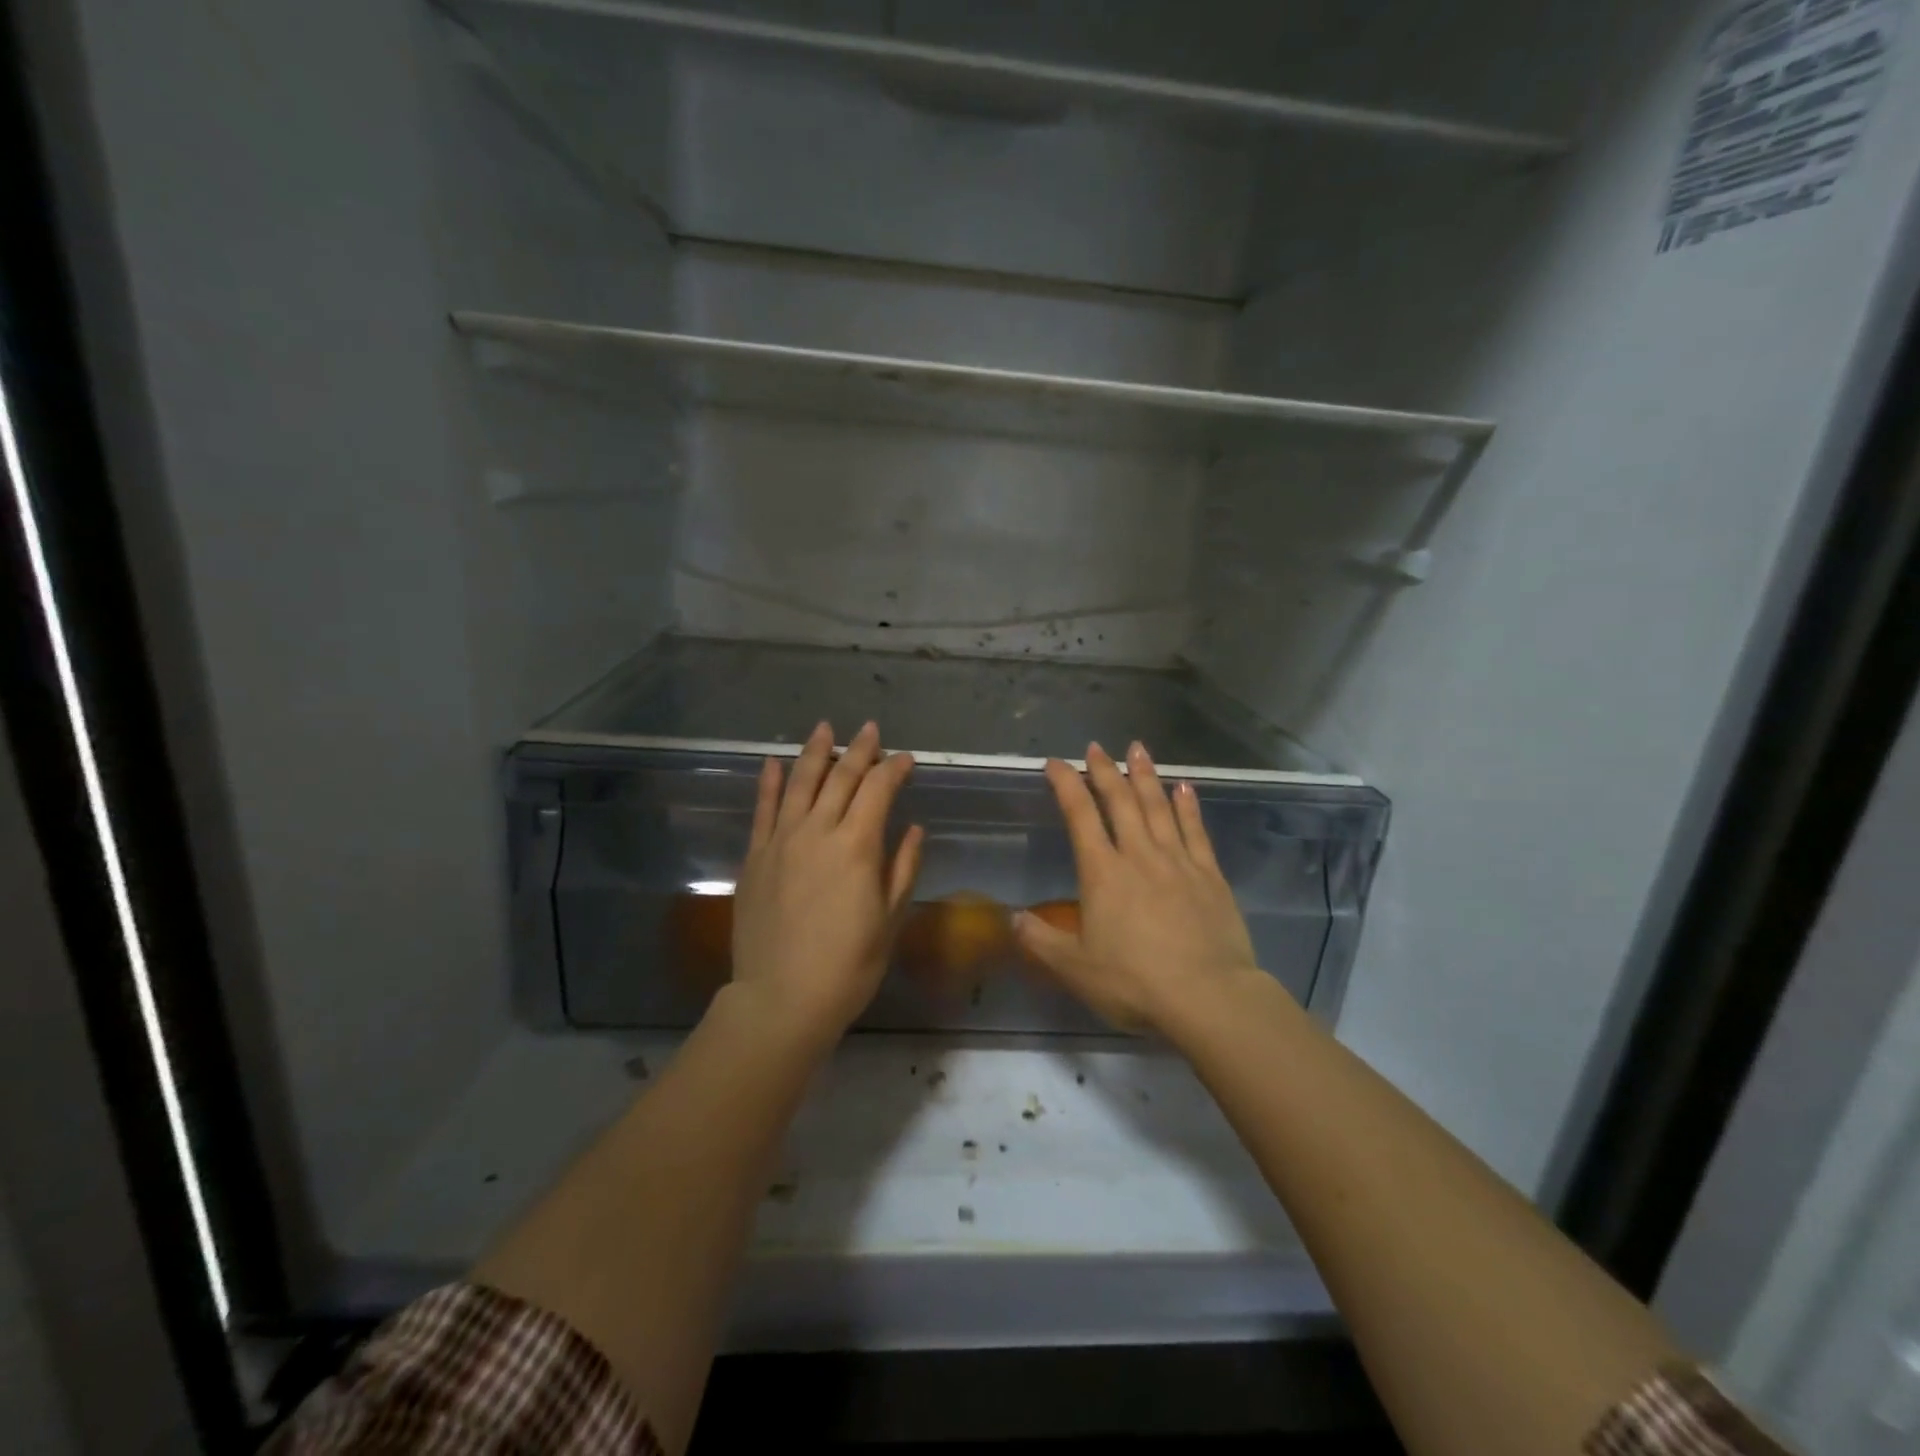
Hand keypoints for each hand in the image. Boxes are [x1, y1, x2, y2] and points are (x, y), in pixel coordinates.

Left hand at [728, 721, 923, 1046]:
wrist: (781, 998)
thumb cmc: (848, 965)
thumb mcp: (889, 919)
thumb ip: (902, 867)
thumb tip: (913, 828)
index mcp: (856, 846)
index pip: (879, 790)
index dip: (894, 769)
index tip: (906, 759)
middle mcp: (818, 831)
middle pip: (840, 777)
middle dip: (860, 750)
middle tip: (871, 730)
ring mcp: (781, 841)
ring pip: (799, 783)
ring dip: (815, 752)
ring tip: (825, 728)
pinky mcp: (755, 857)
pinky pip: (762, 810)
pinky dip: (770, 782)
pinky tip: (775, 762)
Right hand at [1015, 742, 1260, 1032]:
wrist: (1208, 998)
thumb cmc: (1134, 983)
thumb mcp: (1075, 969)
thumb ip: (1040, 941)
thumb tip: (1011, 918)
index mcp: (1103, 873)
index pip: (1079, 816)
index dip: (1066, 784)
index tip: (1055, 763)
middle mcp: (1139, 856)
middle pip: (1120, 801)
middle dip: (1105, 771)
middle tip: (1096, 746)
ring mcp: (1178, 862)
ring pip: (1158, 807)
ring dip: (1145, 775)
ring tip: (1137, 748)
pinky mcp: (1210, 876)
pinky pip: (1196, 830)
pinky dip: (1188, 805)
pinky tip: (1184, 787)